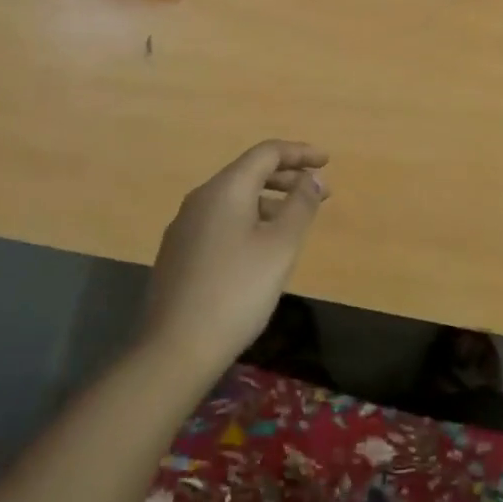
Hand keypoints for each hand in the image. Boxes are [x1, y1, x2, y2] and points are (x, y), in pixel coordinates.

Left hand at [142, 140, 329, 379]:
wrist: (176, 348)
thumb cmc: (237, 291)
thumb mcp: (280, 247)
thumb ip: (301, 206)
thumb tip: (312, 178)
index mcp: (225, 189)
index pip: (266, 153)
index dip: (299, 152)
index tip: (326, 162)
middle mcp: (200, 198)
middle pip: (248, 173)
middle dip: (287, 177)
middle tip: (319, 192)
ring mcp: (185, 226)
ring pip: (234, 199)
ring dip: (268, 201)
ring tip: (295, 221)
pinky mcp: (178, 252)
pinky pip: (221, 220)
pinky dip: (248, 220)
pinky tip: (260, 247)